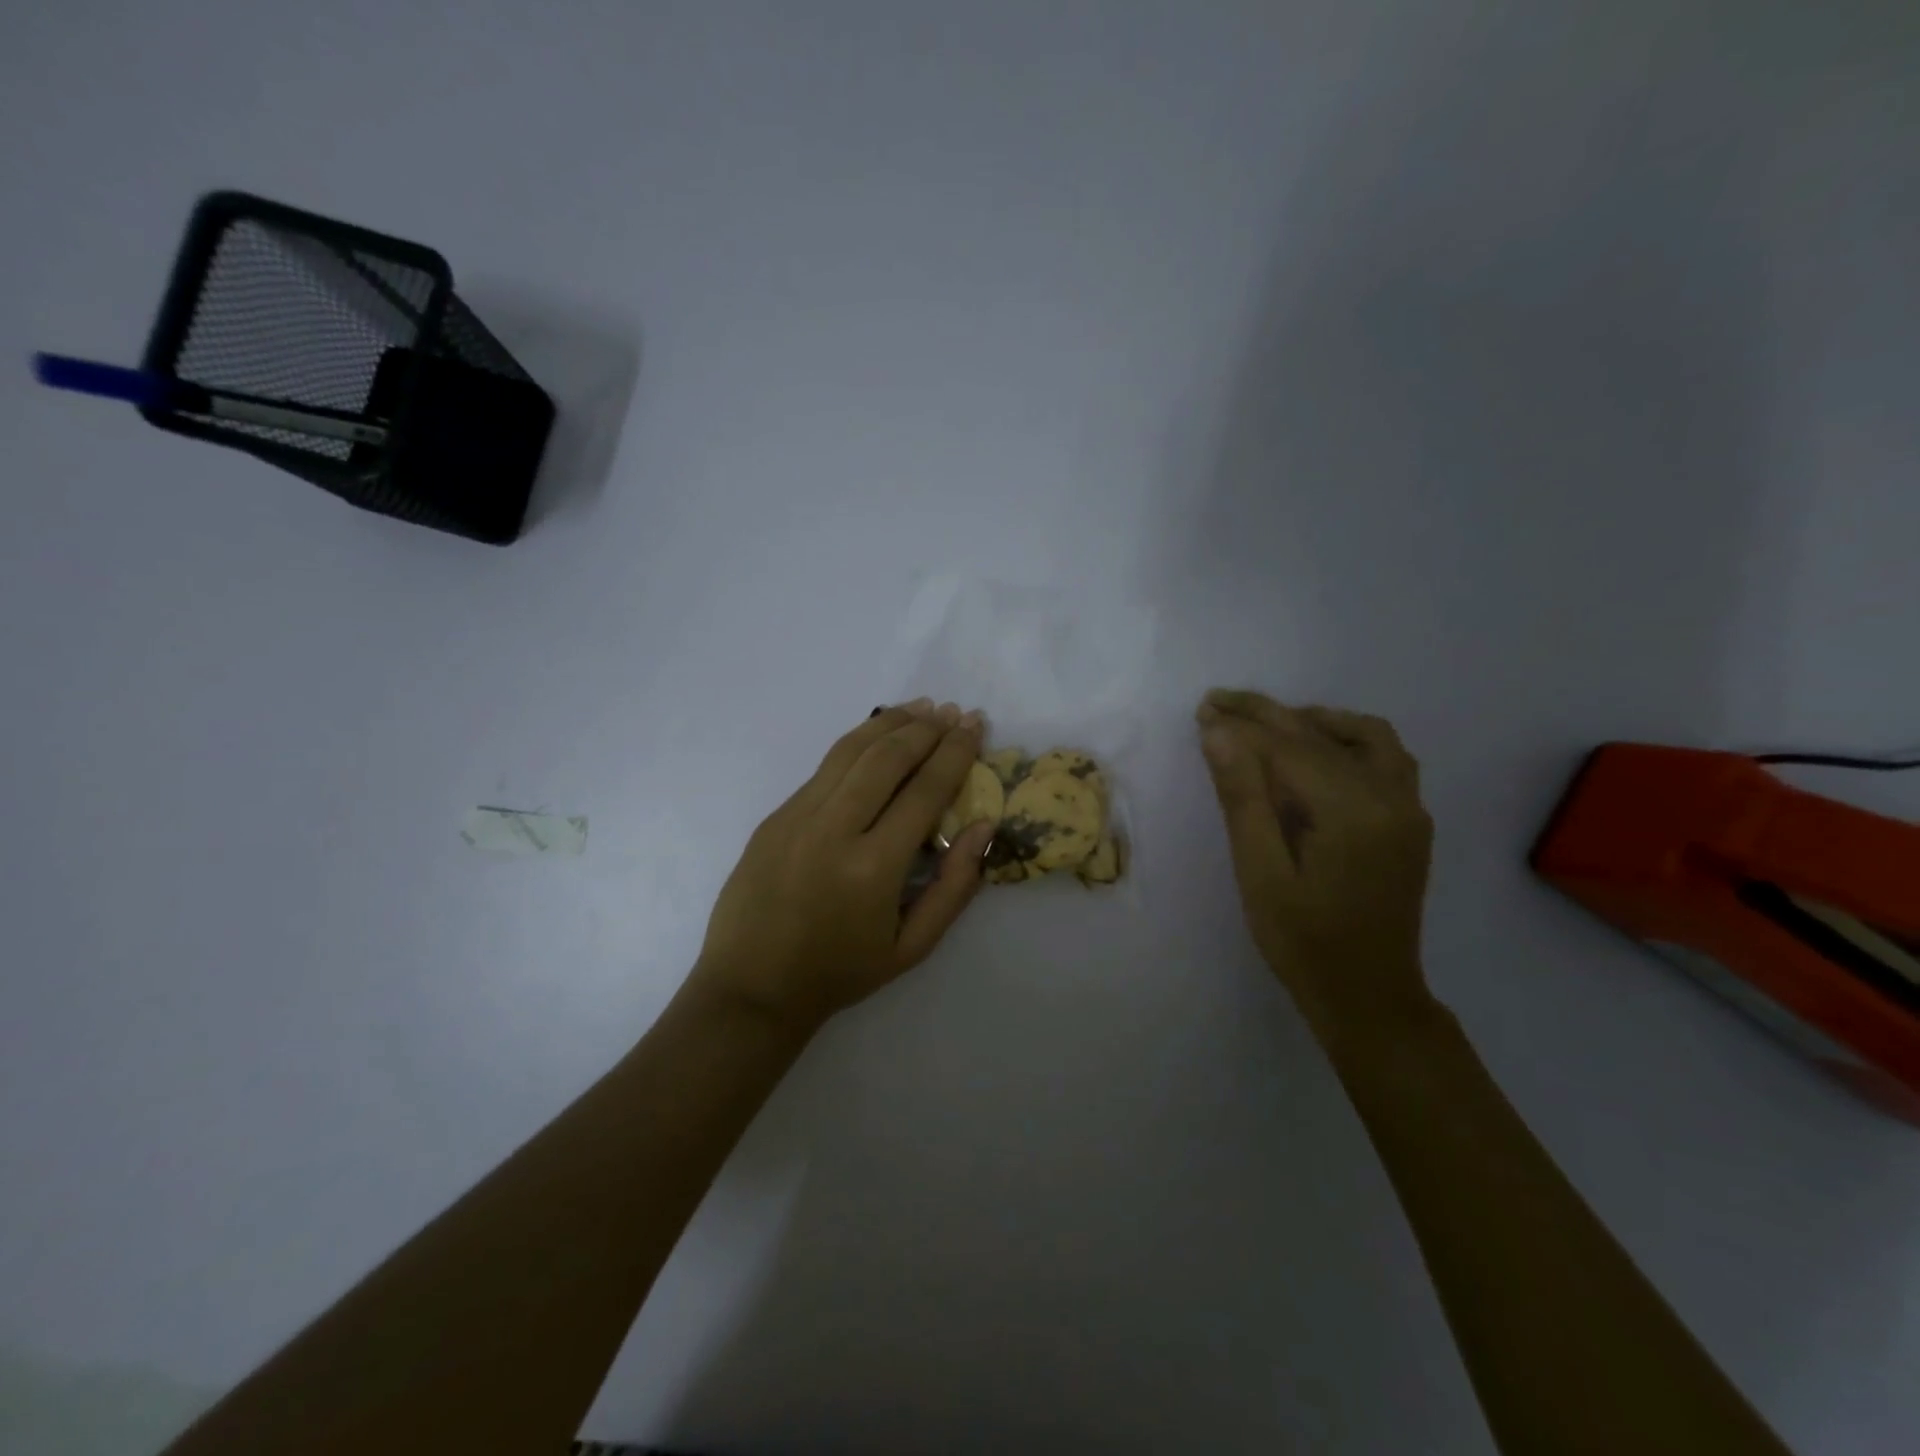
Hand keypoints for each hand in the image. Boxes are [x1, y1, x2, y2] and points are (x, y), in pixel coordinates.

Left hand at [691, 699, 996, 1031]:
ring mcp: (796, 817)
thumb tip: (983, 826)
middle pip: (886, 757)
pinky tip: (877, 736)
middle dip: (926, 728)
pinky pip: (824, 768)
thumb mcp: (912, 947)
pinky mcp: (775, 816)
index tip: (975, 726)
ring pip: (850, 750)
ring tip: (922, 708)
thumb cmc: (839, 973)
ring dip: (890, 722)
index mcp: (872, 868)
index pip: (924, 791)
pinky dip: (858, 742)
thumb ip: (955, 887)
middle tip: (954, 712)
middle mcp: (832, 830)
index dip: (955, 752)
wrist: (751, 988)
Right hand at [1196, 689, 1433, 1037]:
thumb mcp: (1260, 873)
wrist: (1368, 996)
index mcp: (1352, 812)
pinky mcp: (1410, 820)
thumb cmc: (1302, 942)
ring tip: (1266, 722)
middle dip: (1266, 715)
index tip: (1203, 711)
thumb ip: (1243, 798)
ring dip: (1311, 721)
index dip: (1242, 727)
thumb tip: (1219, 733)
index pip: (1288, 749)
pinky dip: (1346, 739)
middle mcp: (1390, 797)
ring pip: (1363, 735)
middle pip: (1321, 735)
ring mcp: (1408, 807)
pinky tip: (1315, 751)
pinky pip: (1384, 757)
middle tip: (1217, 702)